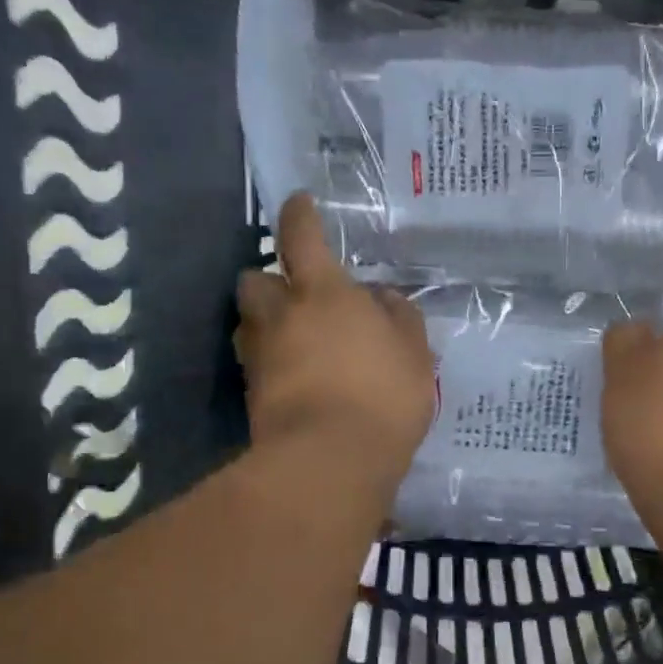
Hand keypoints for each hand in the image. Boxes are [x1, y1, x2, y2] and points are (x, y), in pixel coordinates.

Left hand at [236, 193, 435, 487]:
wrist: (329, 460)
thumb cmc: (381, 395)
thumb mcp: (413, 353)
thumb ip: (400, 317)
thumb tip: (382, 297)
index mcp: (323, 293)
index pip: (301, 237)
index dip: (299, 215)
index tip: (299, 203)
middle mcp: (281, 316)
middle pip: (255, 280)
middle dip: (269, 279)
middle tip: (296, 294)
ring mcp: (260, 357)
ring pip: (249, 324)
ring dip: (266, 322)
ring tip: (294, 338)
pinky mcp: (251, 395)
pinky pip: (257, 364)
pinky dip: (271, 362)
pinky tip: (296, 377)